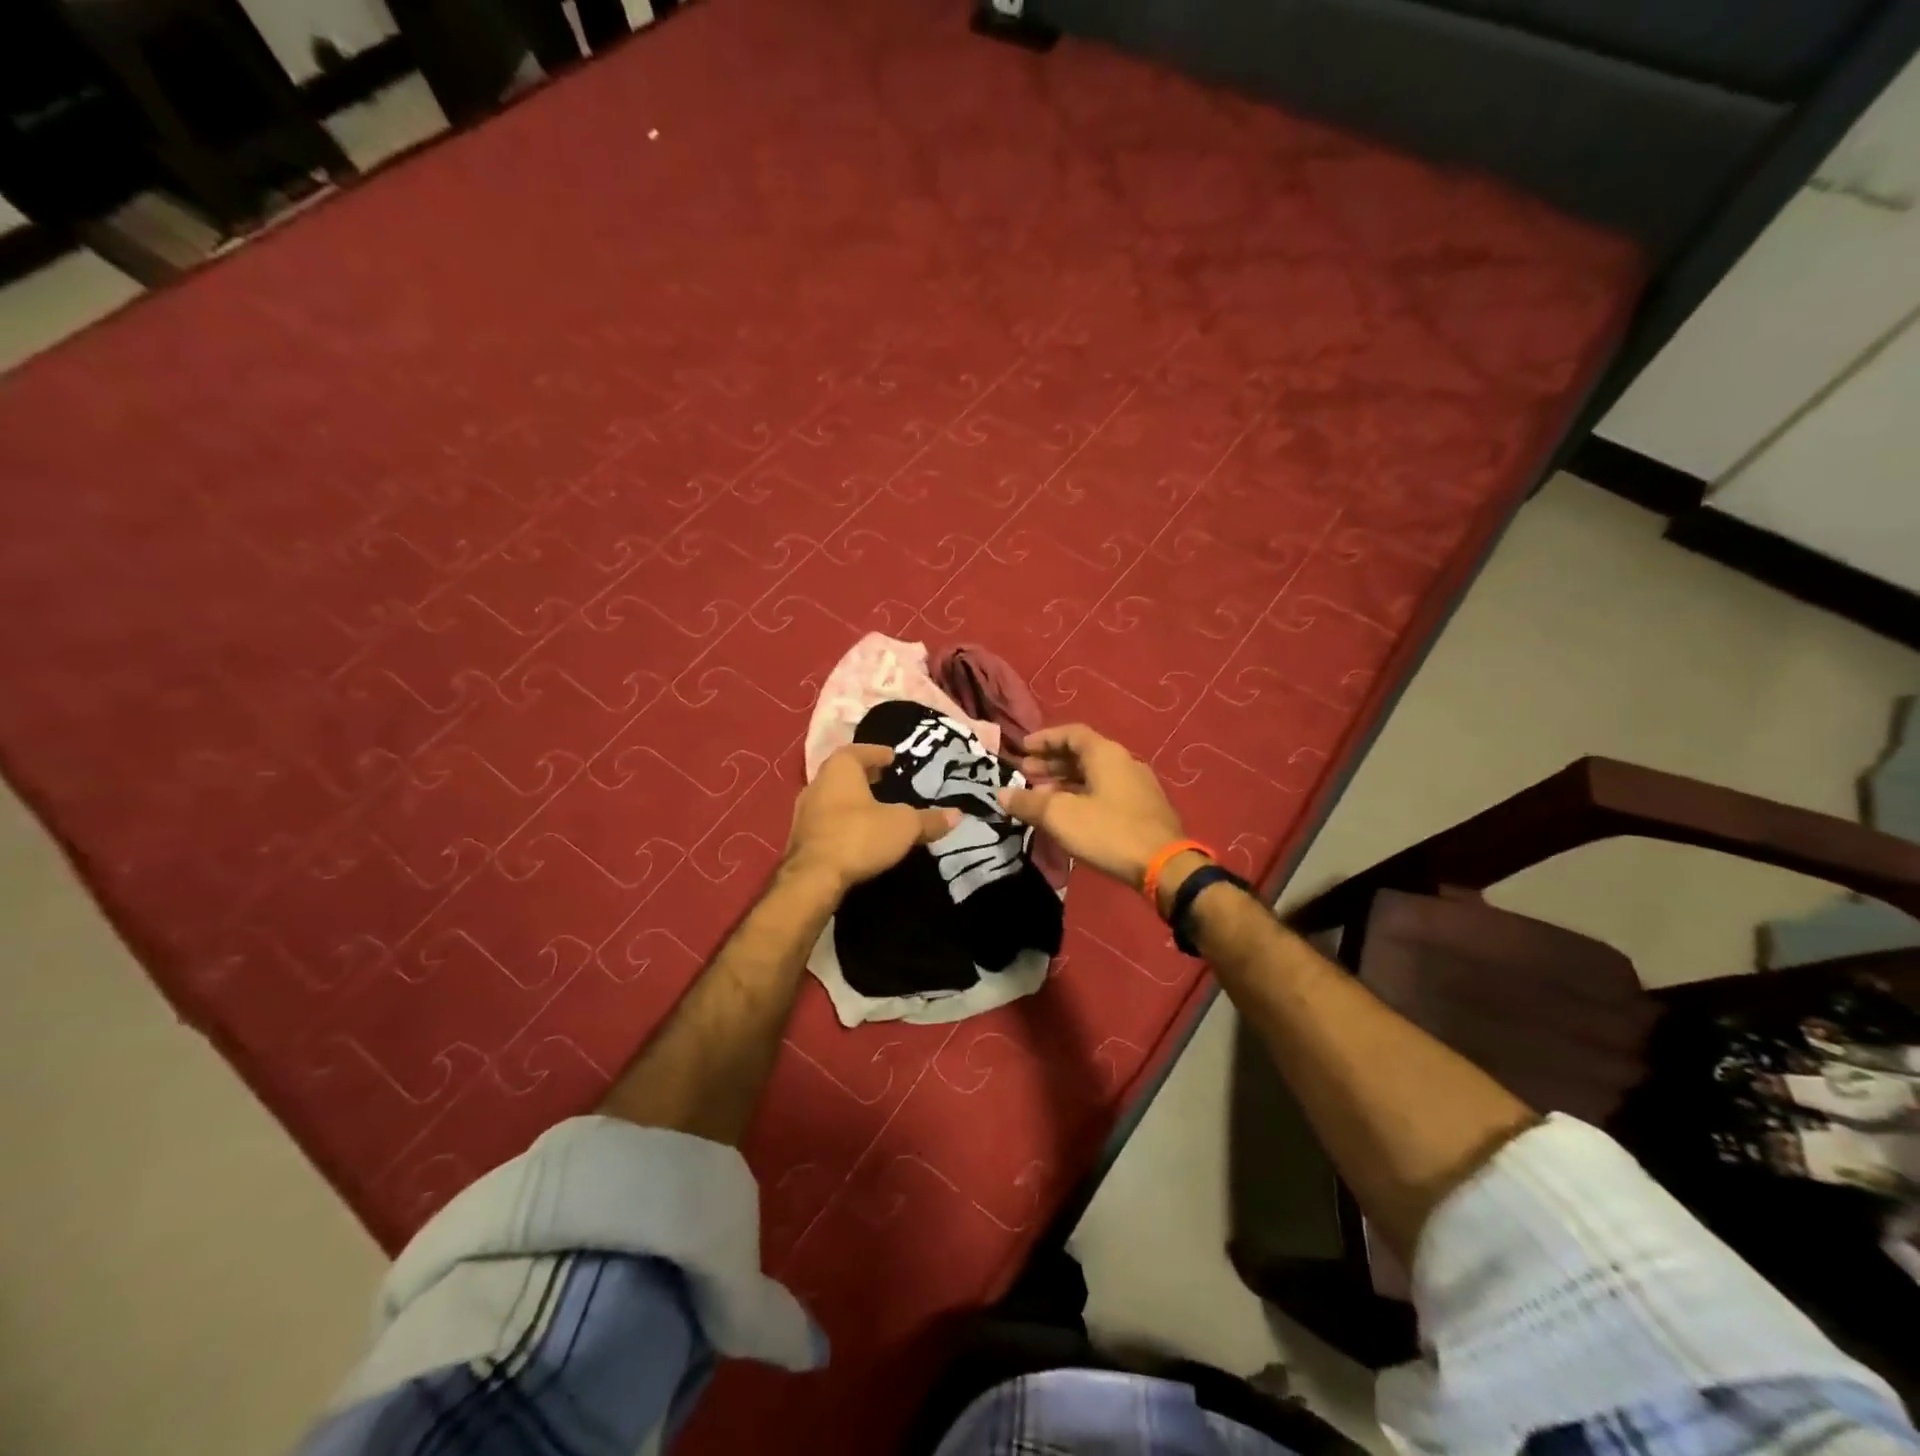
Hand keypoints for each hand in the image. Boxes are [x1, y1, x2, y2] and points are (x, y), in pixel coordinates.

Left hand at [785, 744, 960, 894]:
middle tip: (885, 780)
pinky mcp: (799, 838)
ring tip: (874, 808)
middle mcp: (817, 783)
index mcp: (840, 768)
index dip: (878, 753)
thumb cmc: (859, 836)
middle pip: (843, 773)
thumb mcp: (904, 826)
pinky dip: (842, 821)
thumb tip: (957, 814)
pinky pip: (826, 820)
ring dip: (851, 800)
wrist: (813, 879)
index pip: (859, 751)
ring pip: (832, 797)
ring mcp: (804, 812)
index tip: (893, 758)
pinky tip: (857, 833)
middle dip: (864, 776)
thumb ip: (929, 819)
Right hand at [997, 724, 1187, 889]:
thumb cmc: (1108, 831)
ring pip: (1094, 775)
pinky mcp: (1144, 809)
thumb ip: (1028, 803)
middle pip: (1083, 754)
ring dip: (1065, 782)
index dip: (1044, 739)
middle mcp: (1124, 762)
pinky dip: (1083, 795)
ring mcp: (1138, 786)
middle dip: (1051, 762)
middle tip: (1025, 774)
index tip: (1022, 749)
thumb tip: (1001, 794)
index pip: (1071, 733)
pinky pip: (1106, 792)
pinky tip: (1069, 815)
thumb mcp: (1060, 816)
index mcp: (1106, 754)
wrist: (1164, 866)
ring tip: (1041, 797)